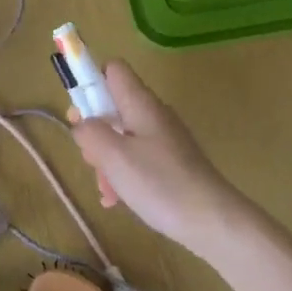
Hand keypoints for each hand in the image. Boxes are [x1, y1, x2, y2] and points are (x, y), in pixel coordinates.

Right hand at [65, 60, 255, 255]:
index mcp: (140, 103)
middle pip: (113, 107)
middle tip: (91, 160)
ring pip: (122, 137)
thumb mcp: (114, 157)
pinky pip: (137, 158)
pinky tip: (118, 201)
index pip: (112, 69)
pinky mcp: (171, 162)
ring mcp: (164, 138)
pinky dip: (123, 174)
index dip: (90, 82)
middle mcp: (153, 113)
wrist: (212, 220)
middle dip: (94, 132)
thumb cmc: (159, 183)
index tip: (79, 113)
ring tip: (107, 192)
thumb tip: (81, 122)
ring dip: (106, 160)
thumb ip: (90, 132)